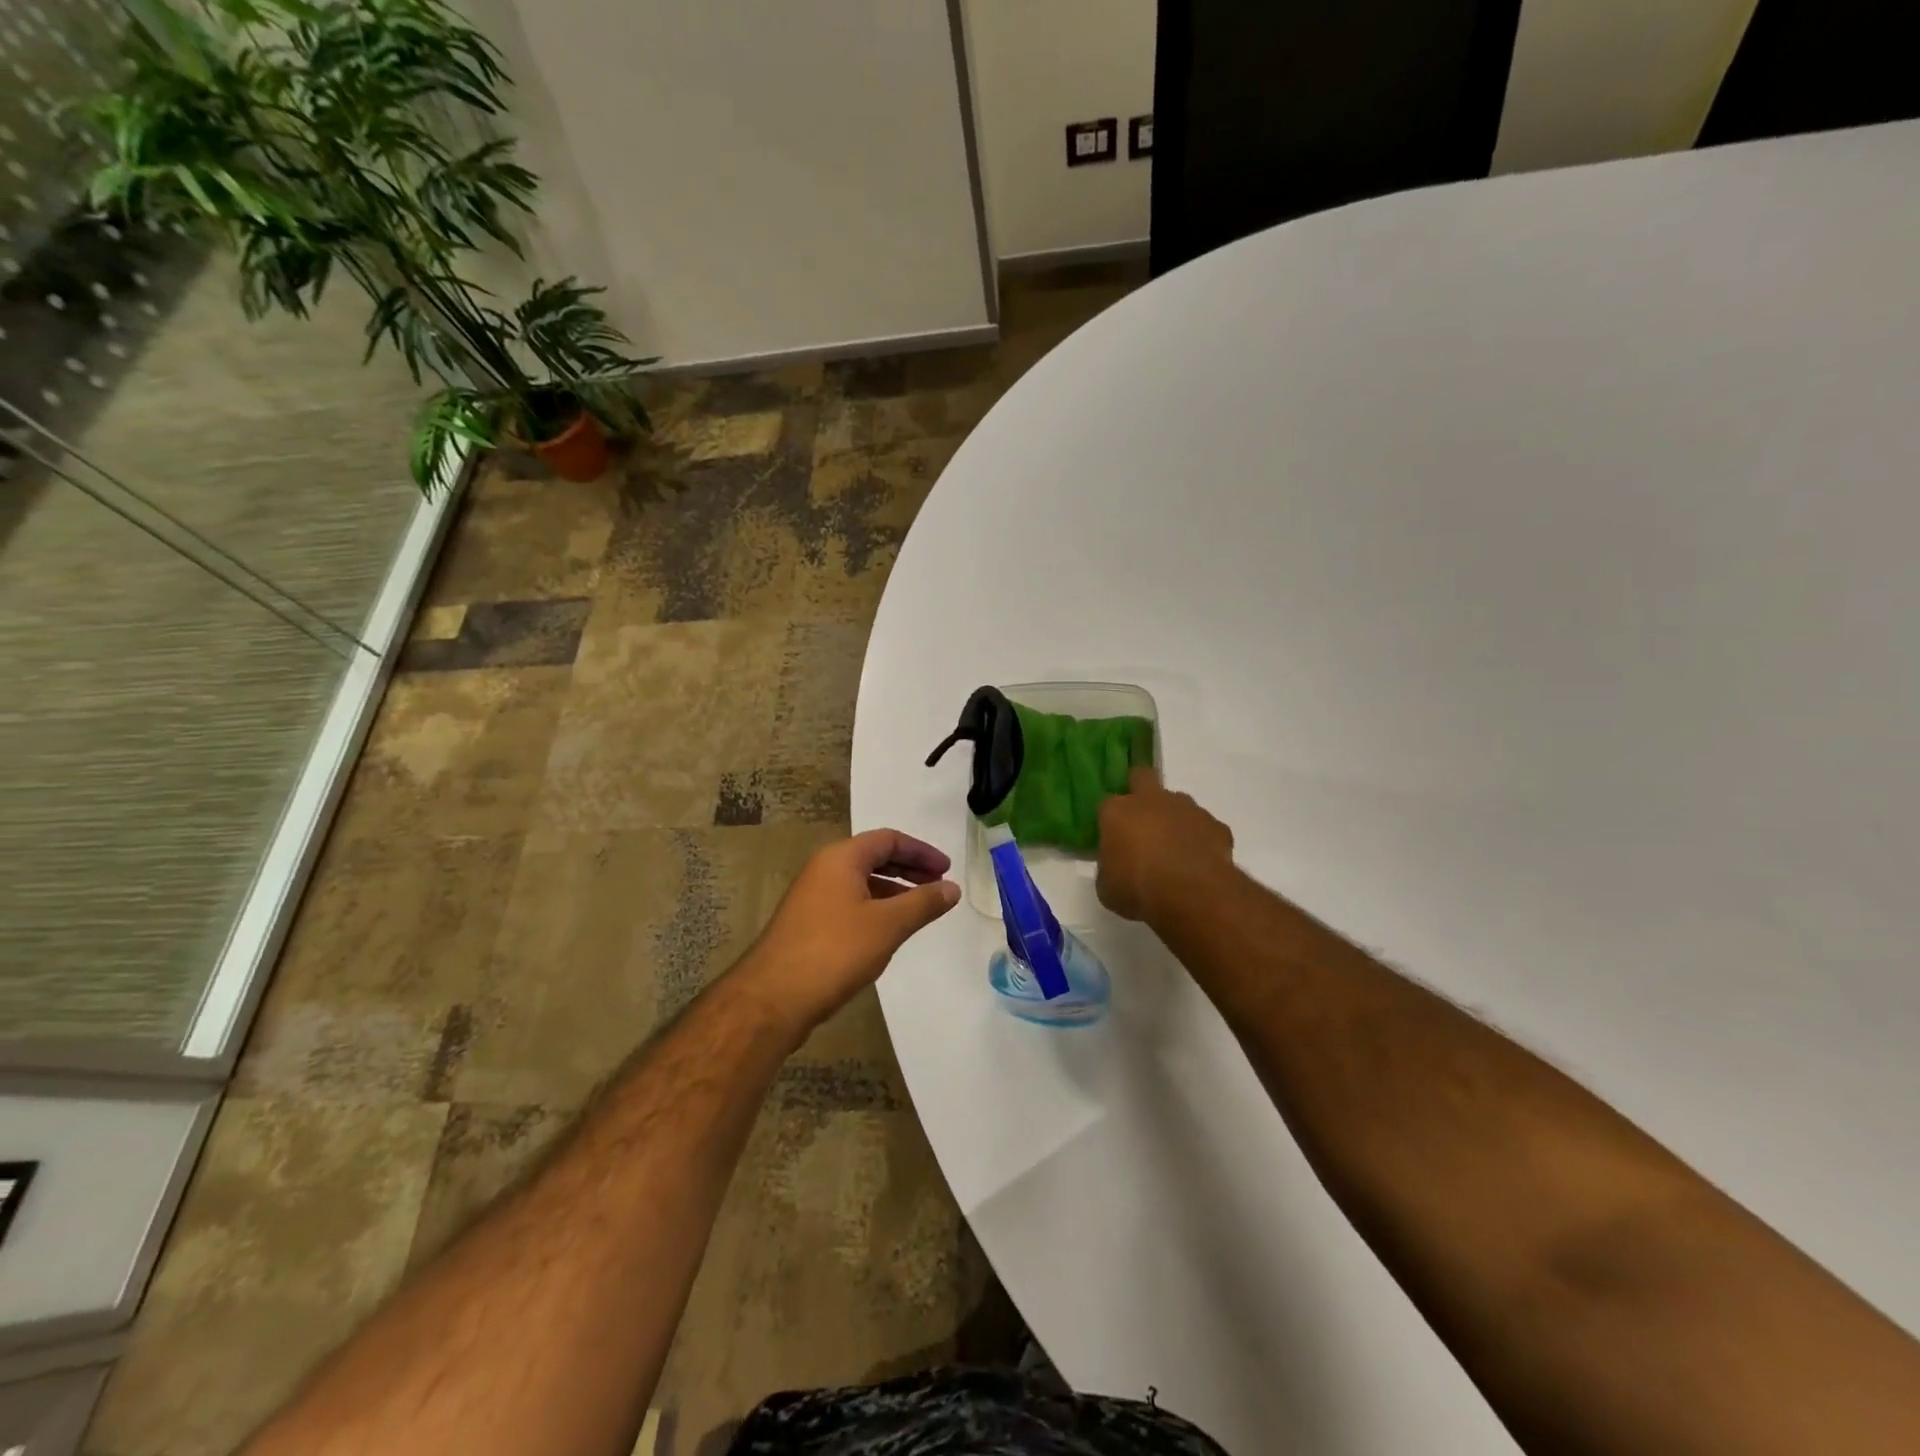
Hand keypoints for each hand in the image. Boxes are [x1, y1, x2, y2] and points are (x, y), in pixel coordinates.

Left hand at [738, 829, 960, 1033]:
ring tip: (920, 909)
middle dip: (909, 869)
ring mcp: (812, 897)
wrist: (773, 998)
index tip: (947, 870)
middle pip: (873, 857)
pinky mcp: (807, 923)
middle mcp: (823, 869)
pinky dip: (875, 908)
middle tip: (938, 885)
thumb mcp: (888, 925)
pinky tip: (888, 931)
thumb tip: (952, 888)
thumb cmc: (835, 951)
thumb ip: (923, 903)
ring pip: (861, 882)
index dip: (921, 851)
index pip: (888, 839)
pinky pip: (849, 902)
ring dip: (893, 890)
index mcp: (841, 858)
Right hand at [1097, 766, 1234, 923]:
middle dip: (1140, 790)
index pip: (1107, 805)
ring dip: (1174, 818)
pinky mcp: (1216, 825)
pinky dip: (1201, 839)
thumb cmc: (1138, 888)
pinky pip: (1205, 827)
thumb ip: (1109, 869)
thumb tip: (1115, 867)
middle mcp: (1151, 800)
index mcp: (1117, 811)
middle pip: (1142, 777)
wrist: (1191, 894)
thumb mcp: (1107, 887)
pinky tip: (1199, 862)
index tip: (1113, 840)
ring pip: (1178, 802)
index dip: (1110, 821)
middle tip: (1141, 821)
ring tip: (1174, 849)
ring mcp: (1187, 809)